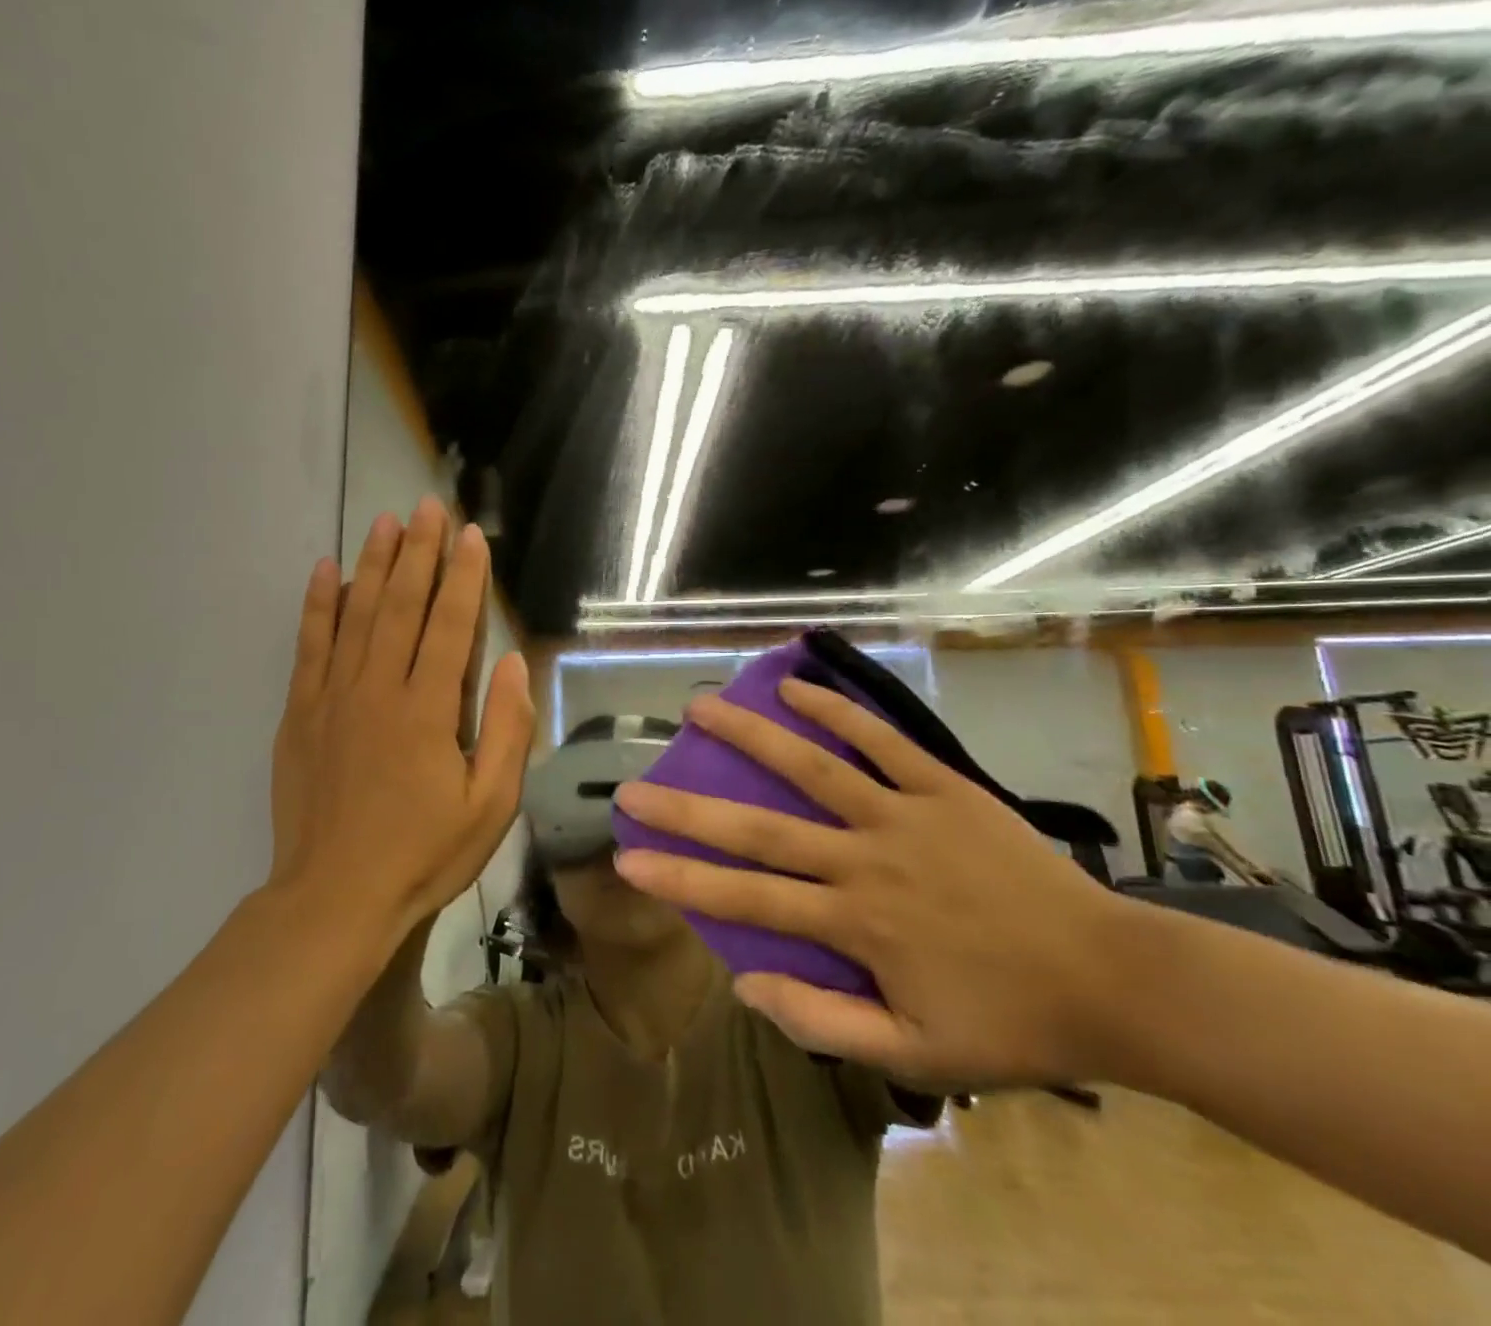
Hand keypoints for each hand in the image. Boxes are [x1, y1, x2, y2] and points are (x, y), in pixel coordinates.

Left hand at [269, 498, 534, 936]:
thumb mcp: (489, 805)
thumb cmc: (423, 854)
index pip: (451, 625)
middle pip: (402, 605)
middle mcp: (379, 689)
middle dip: (418, 552)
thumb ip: (504, 730)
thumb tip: (511, 664)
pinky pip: (310, 645)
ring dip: (373, 563)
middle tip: (427, 507)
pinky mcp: (301, 712)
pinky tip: (326, 570)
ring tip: (384, 521)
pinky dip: (318, 604)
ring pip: (356, 614)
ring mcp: (334, 696)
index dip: (464, 577)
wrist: (335, 897)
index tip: (471, 535)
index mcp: (428, 710)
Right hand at [611, 677, 1128, 1088]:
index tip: (627, 859)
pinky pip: (881, 742)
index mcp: (853, 923)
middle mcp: (864, 860)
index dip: (681, 880)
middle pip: (760, 828)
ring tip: (699, 707)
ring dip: (750, 736)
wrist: (1114, 982)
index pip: (746, 898)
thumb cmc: (1009, 1022)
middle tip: (634, 786)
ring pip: (811, 767)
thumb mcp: (917, 1055)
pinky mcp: (942, 788)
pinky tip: (794, 687)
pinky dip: (836, 712)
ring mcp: (902, 815)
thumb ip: (824, 1021)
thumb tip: (744, 983)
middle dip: (688, 808)